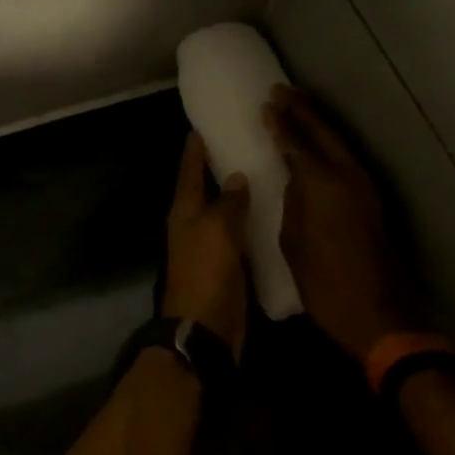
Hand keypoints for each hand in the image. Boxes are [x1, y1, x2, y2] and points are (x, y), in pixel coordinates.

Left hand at [162, 132, 250, 356]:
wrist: (205, 328)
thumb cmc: (206, 273)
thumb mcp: (217, 230)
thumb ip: (228, 202)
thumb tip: (235, 176)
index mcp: (184, 211)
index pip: (188, 171)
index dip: (194, 149)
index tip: (201, 126)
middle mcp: (193, 224)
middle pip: (205, 189)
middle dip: (219, 167)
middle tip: (243, 142)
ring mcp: (209, 245)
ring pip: (224, 211)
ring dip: (237, 194)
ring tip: (262, 170)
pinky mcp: (227, 264)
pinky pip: (238, 234)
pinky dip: (250, 221)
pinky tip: (270, 211)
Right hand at [264, 85, 413, 363]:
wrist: (378, 315)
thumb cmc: (325, 283)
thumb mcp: (294, 242)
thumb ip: (293, 202)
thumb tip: (294, 179)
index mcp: (323, 186)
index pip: (296, 144)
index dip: (280, 124)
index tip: (266, 105)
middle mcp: (348, 178)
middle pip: (324, 134)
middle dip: (302, 111)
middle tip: (281, 90)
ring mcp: (365, 188)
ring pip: (339, 144)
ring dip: (319, 123)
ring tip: (298, 106)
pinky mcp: (371, 201)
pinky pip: (347, 160)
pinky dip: (330, 144)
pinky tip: (318, 143)